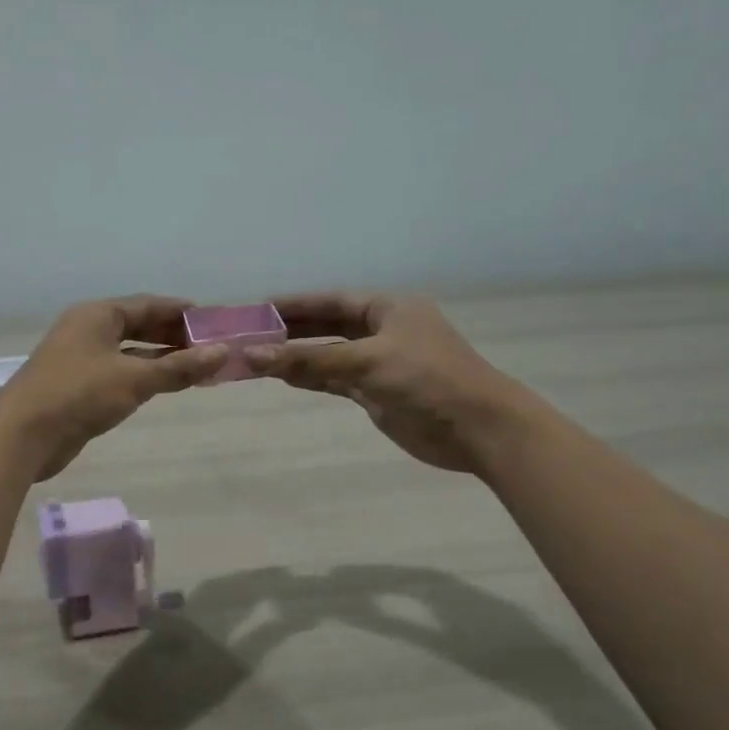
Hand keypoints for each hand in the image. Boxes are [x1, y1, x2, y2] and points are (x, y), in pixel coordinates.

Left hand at [0, 295, 227, 479]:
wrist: (23, 435)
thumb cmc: (78, 395)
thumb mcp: (133, 379)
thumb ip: (178, 367)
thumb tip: (222, 353)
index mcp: (97, 315)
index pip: (147, 304)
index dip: (180, 311)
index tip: (213, 320)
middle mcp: (87, 330)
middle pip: (138, 326)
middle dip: (173, 335)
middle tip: (210, 345)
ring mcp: (80, 359)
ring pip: (129, 352)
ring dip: (160, 358)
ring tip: (197, 366)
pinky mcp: (78, 387)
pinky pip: (119, 373)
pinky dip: (143, 376)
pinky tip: (165, 386)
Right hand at [244, 292, 528, 473]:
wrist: (477, 428)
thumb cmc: (427, 379)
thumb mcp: (367, 361)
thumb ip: (310, 358)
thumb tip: (252, 355)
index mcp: (389, 308)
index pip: (332, 301)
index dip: (295, 304)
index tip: (259, 308)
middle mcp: (384, 331)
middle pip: (328, 326)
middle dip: (292, 332)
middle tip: (251, 335)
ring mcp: (380, 364)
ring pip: (330, 356)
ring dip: (298, 358)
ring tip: (258, 358)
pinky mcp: (378, 394)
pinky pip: (337, 381)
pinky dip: (313, 379)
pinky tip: (285, 378)